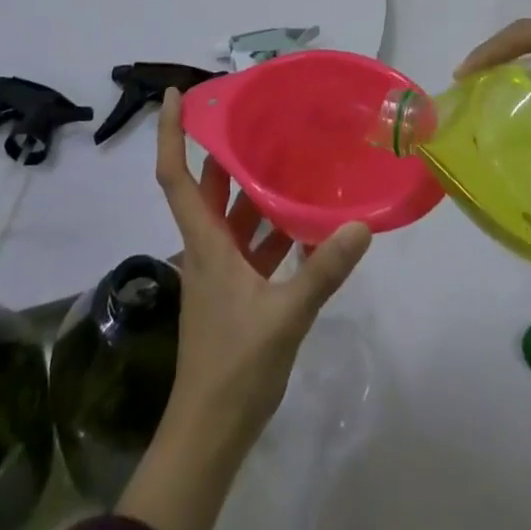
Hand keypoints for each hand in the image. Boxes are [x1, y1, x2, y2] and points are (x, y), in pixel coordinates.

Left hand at [154, 89, 368, 447]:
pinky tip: (303, 220)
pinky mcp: (235, 291)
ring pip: (232, 214)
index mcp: (204, 242)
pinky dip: (271, 227)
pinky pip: (251, 244)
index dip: (171, 134)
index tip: (175, 95)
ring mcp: (220, 271)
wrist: (209, 433)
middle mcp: (206, 247)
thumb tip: (360, 226)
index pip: (176, 175)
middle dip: (226, 150)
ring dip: (253, 187)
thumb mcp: (284, 315)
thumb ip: (322, 270)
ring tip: (288, 154)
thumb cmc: (235, 366)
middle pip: (209, 186)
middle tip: (258, 116)